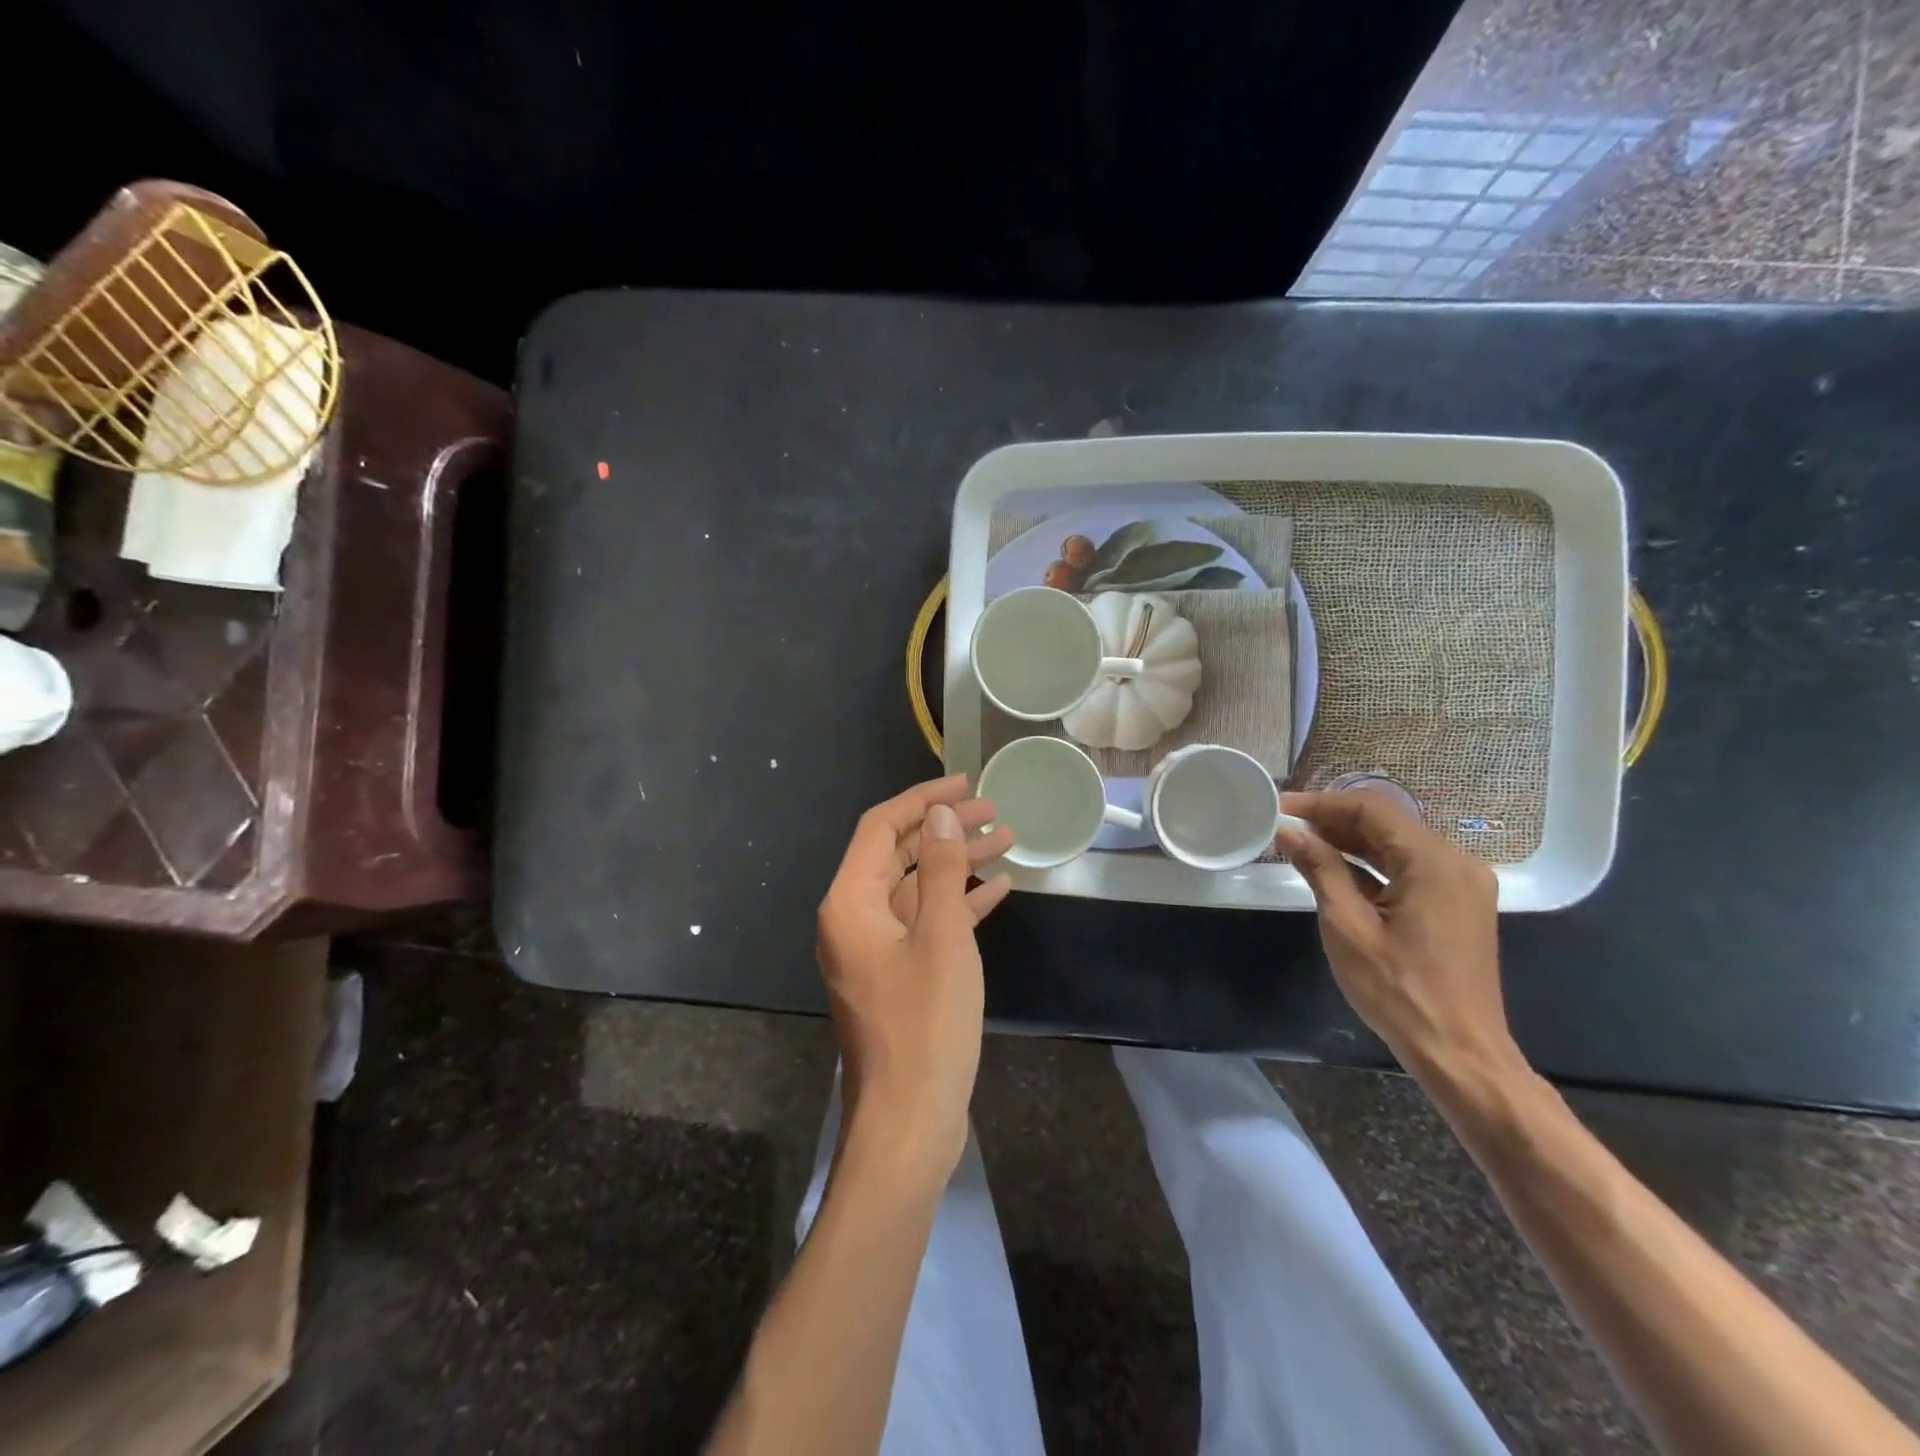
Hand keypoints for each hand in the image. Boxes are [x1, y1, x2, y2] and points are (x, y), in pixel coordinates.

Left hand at [816, 775, 1013, 1180]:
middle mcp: (854, 918)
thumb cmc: (926, 1024)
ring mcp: (875, 948)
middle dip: (947, 830)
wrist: (910, 1121)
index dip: (923, 799)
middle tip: (997, 812)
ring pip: (916, 888)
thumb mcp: (942, 936)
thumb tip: (942, 816)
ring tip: (1008, 841)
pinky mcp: (897, 974)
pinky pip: (924, 923)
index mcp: (851, 902)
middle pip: (899, 854)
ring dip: (958, 864)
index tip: (967, 783)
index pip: (881, 827)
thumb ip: (941, 870)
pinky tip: (997, 890)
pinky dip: (957, 903)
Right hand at [1277, 790, 1520, 1084]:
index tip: (1279, 806)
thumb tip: (1289, 832)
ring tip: (1300, 843)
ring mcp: (1460, 884)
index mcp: (1434, 862)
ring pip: (1397, 844)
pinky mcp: (1457, 904)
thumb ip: (1320, 870)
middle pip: (1386, 823)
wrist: (1460, 1054)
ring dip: (1349, 841)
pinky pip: (1409, 868)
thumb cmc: (1399, 991)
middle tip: (1284, 824)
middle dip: (1333, 820)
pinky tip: (1334, 869)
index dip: (1320, 803)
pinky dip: (1371, 864)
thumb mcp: (1347, 926)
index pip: (1370, 810)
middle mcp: (1456, 862)